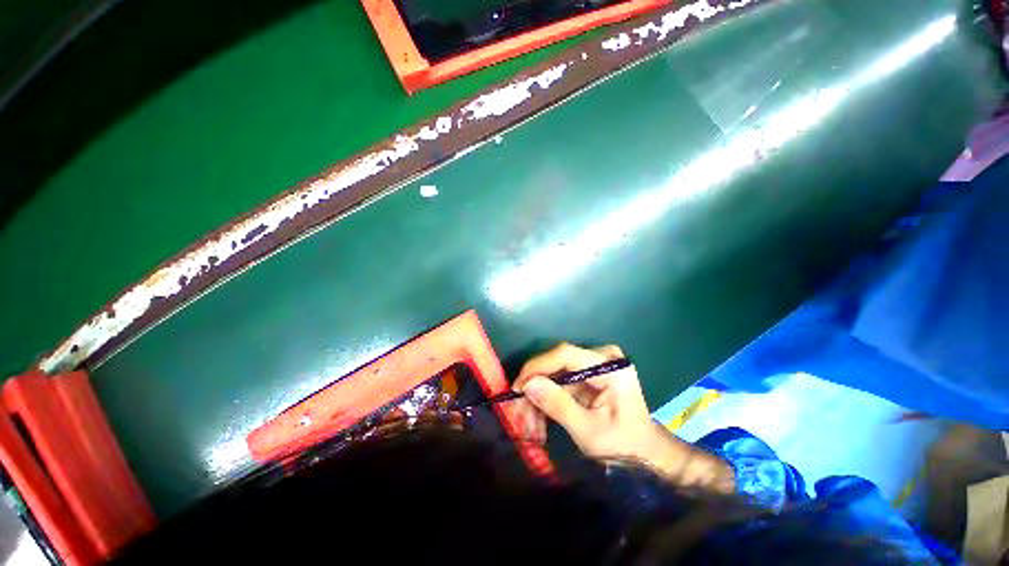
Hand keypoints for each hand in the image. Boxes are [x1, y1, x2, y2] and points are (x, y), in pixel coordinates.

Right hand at [511, 343, 732, 490]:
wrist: (646, 452)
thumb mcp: (588, 431)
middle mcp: (601, 358)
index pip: (564, 354)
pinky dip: (548, 401)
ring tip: (530, 427)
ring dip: (539, 400)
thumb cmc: (623, 445)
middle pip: (556, 365)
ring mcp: (594, 365)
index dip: (537, 367)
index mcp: (609, 367)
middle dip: (535, 390)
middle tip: (519, 415)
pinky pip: (560, 382)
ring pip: (554, 375)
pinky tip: (540, 423)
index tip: (517, 387)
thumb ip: (558, 405)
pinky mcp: (587, 374)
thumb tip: (527, 384)